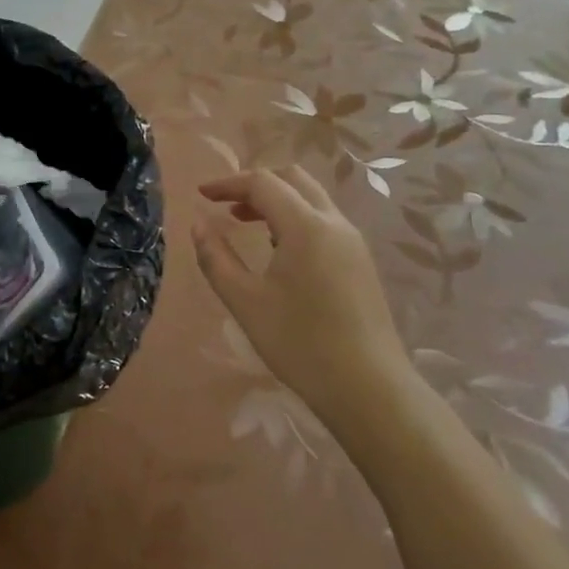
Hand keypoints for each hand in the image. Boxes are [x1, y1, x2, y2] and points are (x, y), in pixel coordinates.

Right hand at [191, 166, 412, 419]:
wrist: (369, 389)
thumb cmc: (300, 343)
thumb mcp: (245, 301)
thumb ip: (216, 258)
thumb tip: (198, 226)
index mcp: (305, 226)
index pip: (263, 183)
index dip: (228, 183)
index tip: (201, 195)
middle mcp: (334, 223)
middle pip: (293, 179)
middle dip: (256, 184)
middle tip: (227, 204)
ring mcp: (353, 242)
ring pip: (312, 199)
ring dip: (277, 201)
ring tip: (247, 224)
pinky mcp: (360, 262)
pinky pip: (324, 221)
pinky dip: (295, 219)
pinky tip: (278, 251)